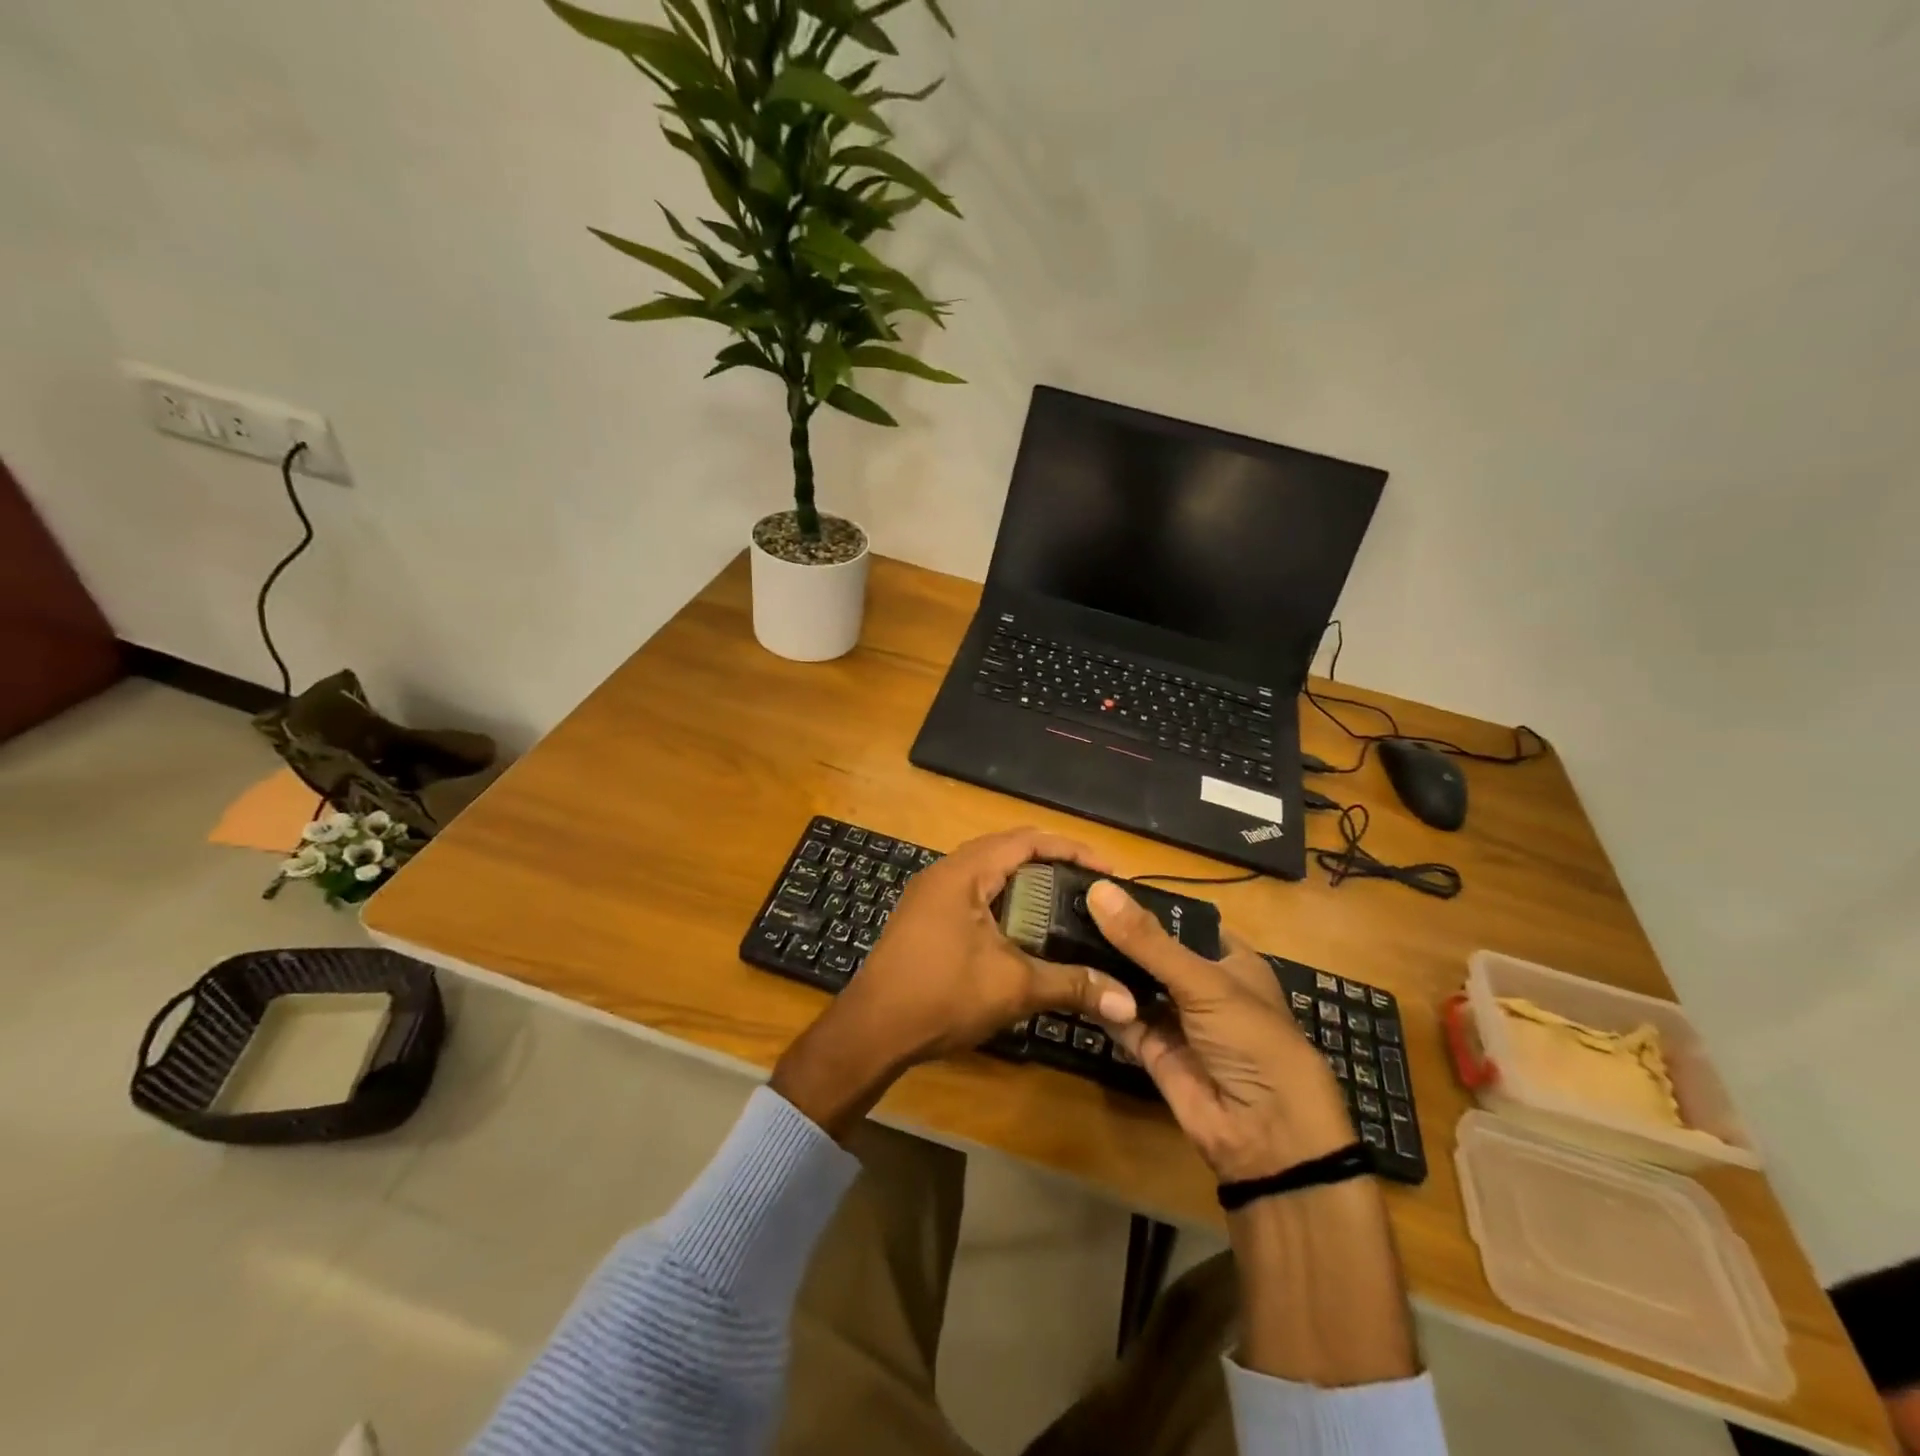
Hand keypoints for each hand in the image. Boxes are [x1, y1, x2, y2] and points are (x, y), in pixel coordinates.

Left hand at [771, 829, 1140, 1137]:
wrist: (871, 1031)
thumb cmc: (941, 996)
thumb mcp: (1013, 988)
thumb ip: (1071, 986)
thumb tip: (1128, 1002)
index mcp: (964, 872)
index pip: (1026, 841)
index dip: (1071, 849)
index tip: (1107, 870)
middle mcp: (945, 872)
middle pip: (1007, 851)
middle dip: (1052, 864)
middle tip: (1090, 887)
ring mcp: (931, 895)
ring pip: (989, 874)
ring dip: (1027, 884)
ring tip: (1065, 904)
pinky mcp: (925, 918)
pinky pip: (974, 895)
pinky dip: (1005, 902)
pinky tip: (1025, 930)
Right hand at [1086, 879, 1353, 1180]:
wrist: (1265, 1136)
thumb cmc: (1251, 1040)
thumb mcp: (1202, 982)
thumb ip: (1146, 940)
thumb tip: (1097, 889)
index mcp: (1228, 960)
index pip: (1180, 922)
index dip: (1144, 904)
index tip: (1097, 883)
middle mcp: (1200, 985)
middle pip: (1151, 952)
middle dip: (1116, 934)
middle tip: (1066, 906)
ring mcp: (1176, 1019)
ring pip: (1133, 984)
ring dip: (1104, 965)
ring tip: (1057, 933)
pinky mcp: (1153, 1050)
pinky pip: (1122, 1017)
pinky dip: (1102, 1001)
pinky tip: (1072, 976)